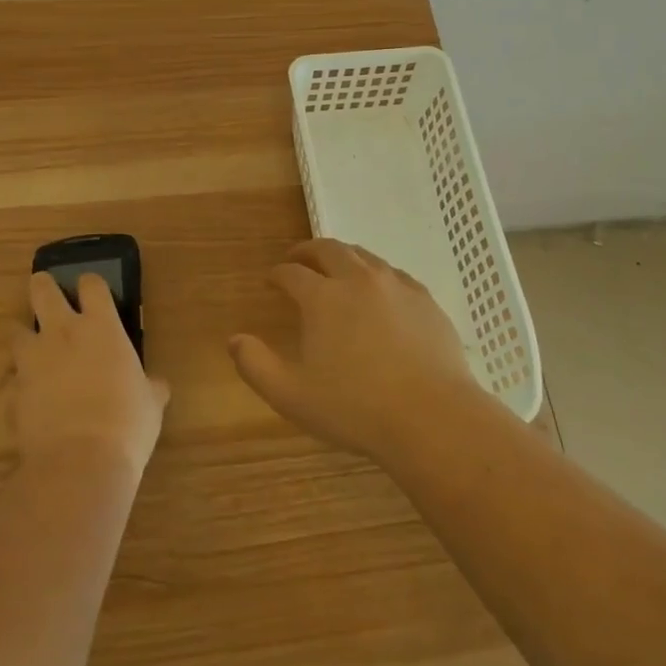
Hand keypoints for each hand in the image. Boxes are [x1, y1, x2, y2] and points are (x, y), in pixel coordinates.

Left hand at [9, 272, 169, 480]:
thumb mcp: (152, 402)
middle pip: (42, 290)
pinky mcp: (10, 392)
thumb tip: (156, 386)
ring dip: (25, 337)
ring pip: (16, 331)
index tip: (94, 292)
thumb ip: (150, 386)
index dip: (91, 285)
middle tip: (48, 294)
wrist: (80, 463)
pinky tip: (27, 396)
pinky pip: (8, 379)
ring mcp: (31, 361)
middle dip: (43, 287)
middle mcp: (61, 333)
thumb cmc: (127, 423)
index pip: (92, 285)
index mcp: (101, 327)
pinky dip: (16, 384)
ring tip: (35, 351)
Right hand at [228, 239, 482, 463]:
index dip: (277, 274)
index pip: (292, 273)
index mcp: (323, 298)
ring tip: (336, 268)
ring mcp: (396, 286)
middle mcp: (358, 280)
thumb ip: (256, 365)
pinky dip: (377, 273)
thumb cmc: (355, 408)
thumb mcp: (291, 395)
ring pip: (364, 256)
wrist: (431, 416)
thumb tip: (234, 340)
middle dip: (308, 251)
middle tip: (298, 259)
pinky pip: (394, 273)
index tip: (271, 280)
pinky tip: (379, 289)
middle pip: (329, 250)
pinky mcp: (425, 299)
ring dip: (343, 256)